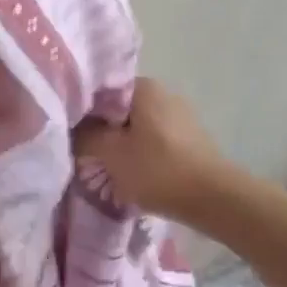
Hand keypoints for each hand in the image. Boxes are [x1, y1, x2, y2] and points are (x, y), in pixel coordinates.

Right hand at [74, 78, 231, 224]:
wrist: (215, 199)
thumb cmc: (158, 169)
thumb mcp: (112, 154)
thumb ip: (86, 136)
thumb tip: (73, 128)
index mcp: (144, 87)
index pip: (102, 90)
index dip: (83, 111)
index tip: (71, 132)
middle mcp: (164, 93)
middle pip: (119, 109)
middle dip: (103, 131)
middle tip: (87, 155)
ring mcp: (180, 116)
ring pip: (137, 127)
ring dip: (122, 145)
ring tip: (108, 169)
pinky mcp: (190, 139)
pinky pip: (154, 140)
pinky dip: (141, 154)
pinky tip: (134, 175)